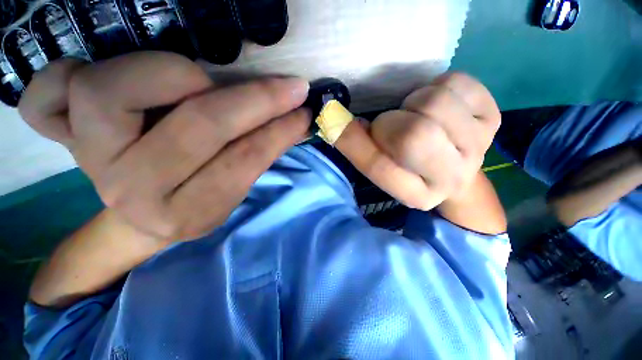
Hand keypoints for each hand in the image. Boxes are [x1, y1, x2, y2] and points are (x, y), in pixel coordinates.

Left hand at [19, 52, 310, 241]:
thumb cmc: (197, 200)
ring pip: (110, 90)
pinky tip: (95, 78)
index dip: (280, 131)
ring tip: (197, 81)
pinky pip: (43, 98)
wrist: (143, 217)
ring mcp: (89, 160)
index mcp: (189, 211)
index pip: (245, 160)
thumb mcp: (234, 190)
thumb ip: (261, 153)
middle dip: (256, 99)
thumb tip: (293, 122)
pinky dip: (63, 74)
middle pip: (199, 125)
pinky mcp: (61, 138)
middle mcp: (134, 190)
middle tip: (290, 87)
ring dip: (171, 72)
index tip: (303, 112)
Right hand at [336, 73, 500, 209]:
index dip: (356, 141)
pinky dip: (439, 86)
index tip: (341, 123)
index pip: (380, 166)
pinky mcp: (493, 118)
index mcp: (416, 195)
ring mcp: (478, 147)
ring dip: (414, 102)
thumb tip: (334, 119)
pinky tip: (438, 104)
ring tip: (416, 114)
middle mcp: (450, 178)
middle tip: (393, 124)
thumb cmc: (408, 166)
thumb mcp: (378, 164)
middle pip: (415, 134)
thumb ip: (356, 147)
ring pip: (436, 103)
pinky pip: (458, 83)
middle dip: (392, 122)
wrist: (454, 166)